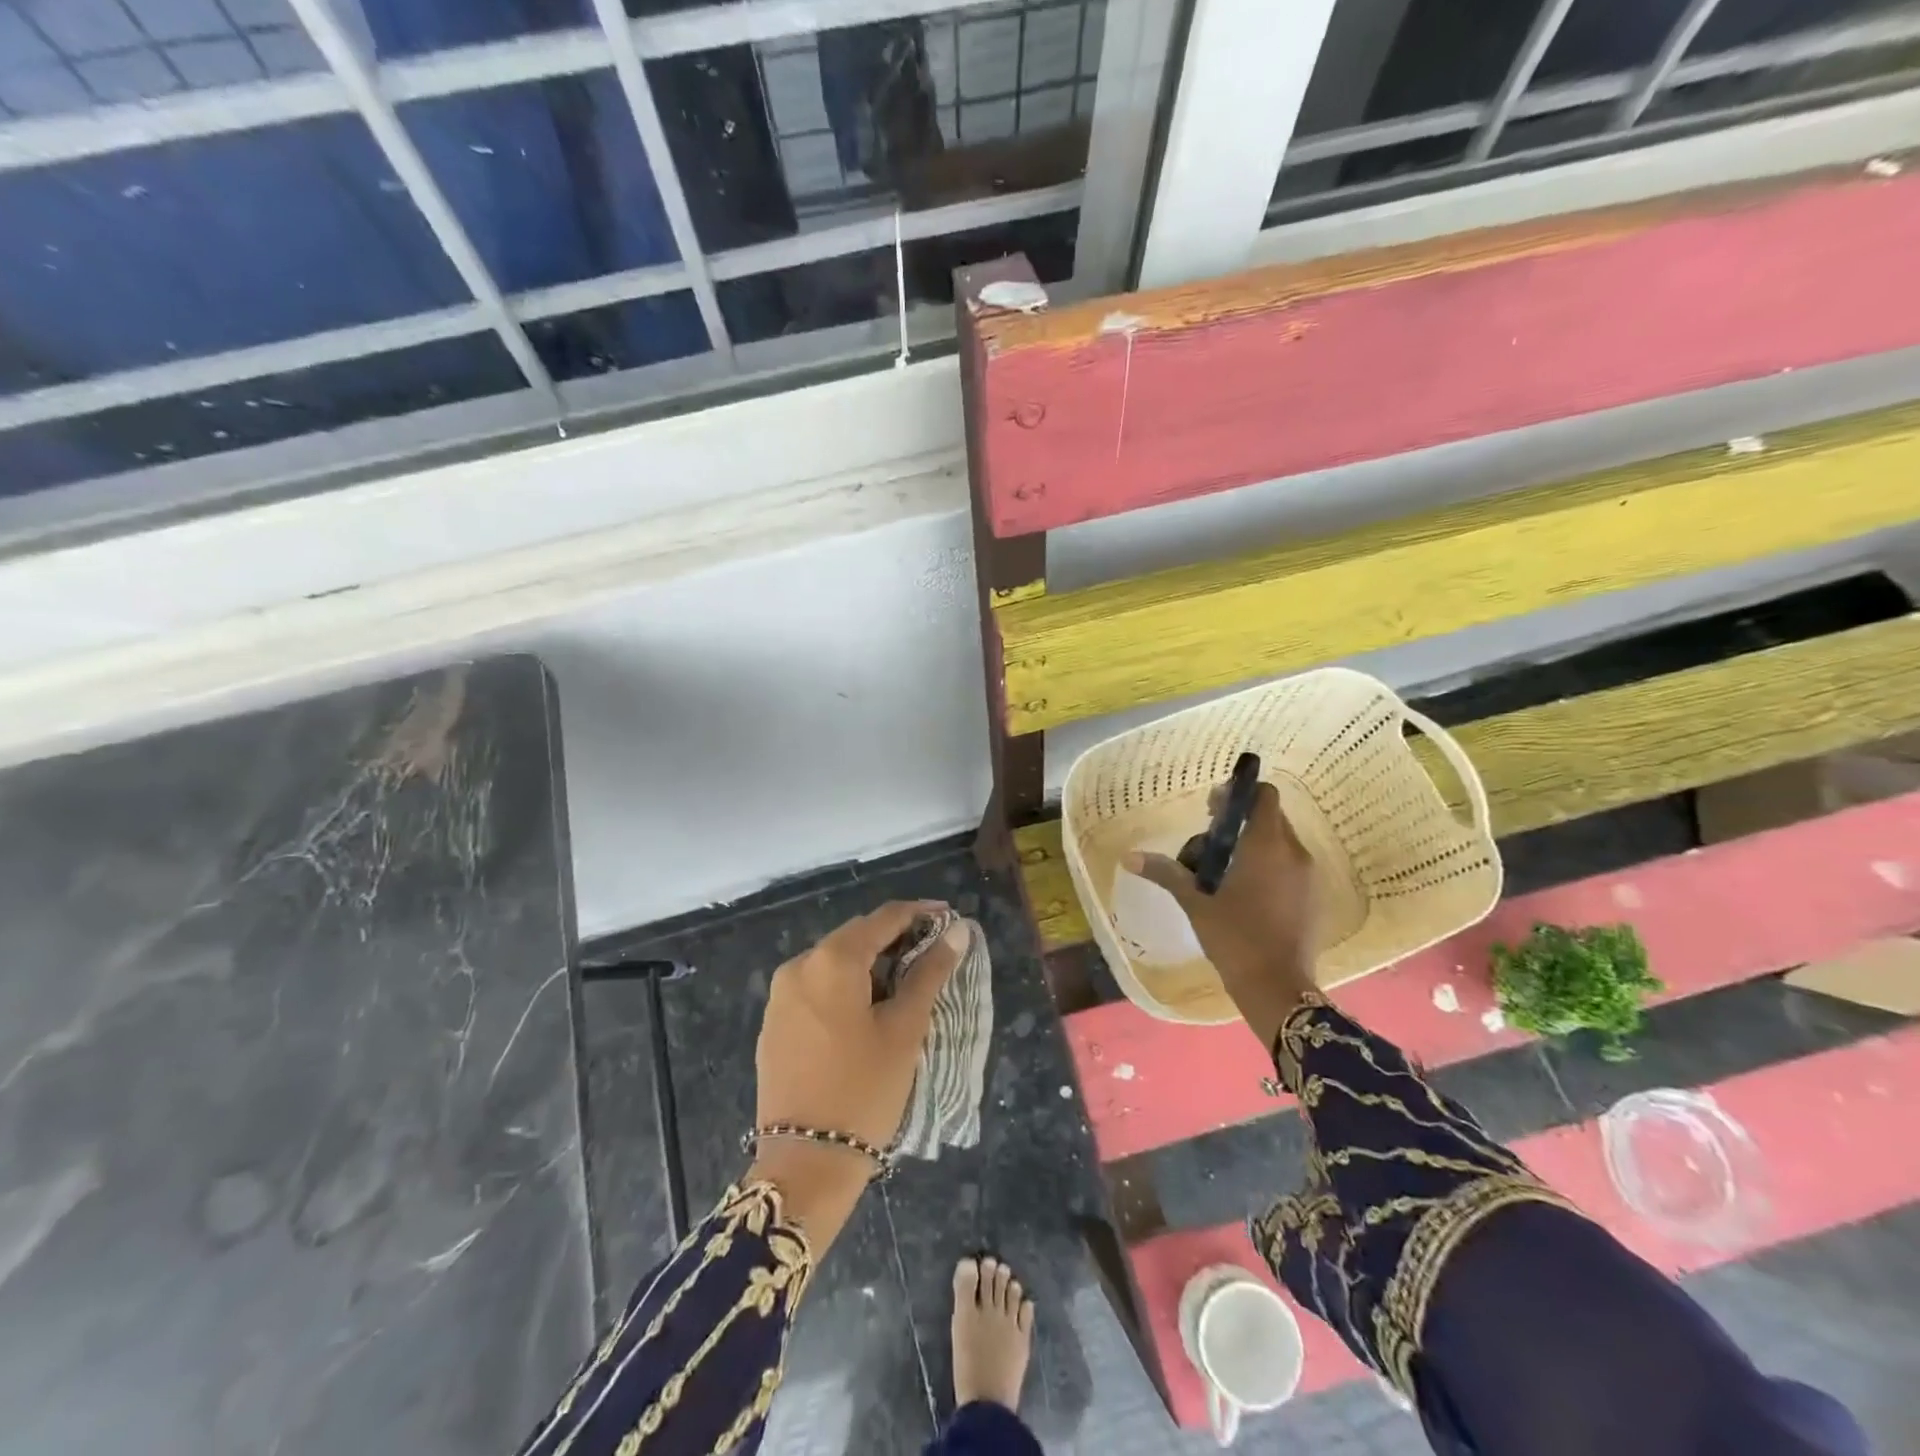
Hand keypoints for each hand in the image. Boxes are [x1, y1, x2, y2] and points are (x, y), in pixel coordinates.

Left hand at [749, 902, 965, 1248]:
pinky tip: (867, 1008)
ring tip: (905, 982)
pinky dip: (845, 986)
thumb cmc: (865, 1090)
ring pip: (834, 962)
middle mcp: (799, 966)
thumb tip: (958, 930)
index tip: (949, 917)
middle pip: (855, 936)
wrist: (806, 1164)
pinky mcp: (774, 1023)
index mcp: (831, 960)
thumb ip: (930, 972)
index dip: (919, 913)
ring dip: (869, 964)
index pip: (883, 918)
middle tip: (933, 953)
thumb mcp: (905, 1028)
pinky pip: (816, 987)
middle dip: (895, 938)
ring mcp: (781, 996)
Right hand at [1125, 782, 1318, 1049]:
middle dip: (1241, 820)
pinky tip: (1245, 890)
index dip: (1239, 794)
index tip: (1213, 809)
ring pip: (1280, 842)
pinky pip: (1290, 865)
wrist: (1277, 988)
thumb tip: (1129, 857)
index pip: (1263, 796)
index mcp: (1267, 845)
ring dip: (1254, 843)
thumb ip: (1166, 873)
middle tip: (1210, 839)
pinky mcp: (1312, 897)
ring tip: (1223, 867)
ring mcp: (1308, 876)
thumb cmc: (1234, 938)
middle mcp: (1294, 852)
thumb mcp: (1195, 903)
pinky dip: (1269, 864)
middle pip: (1270, 817)